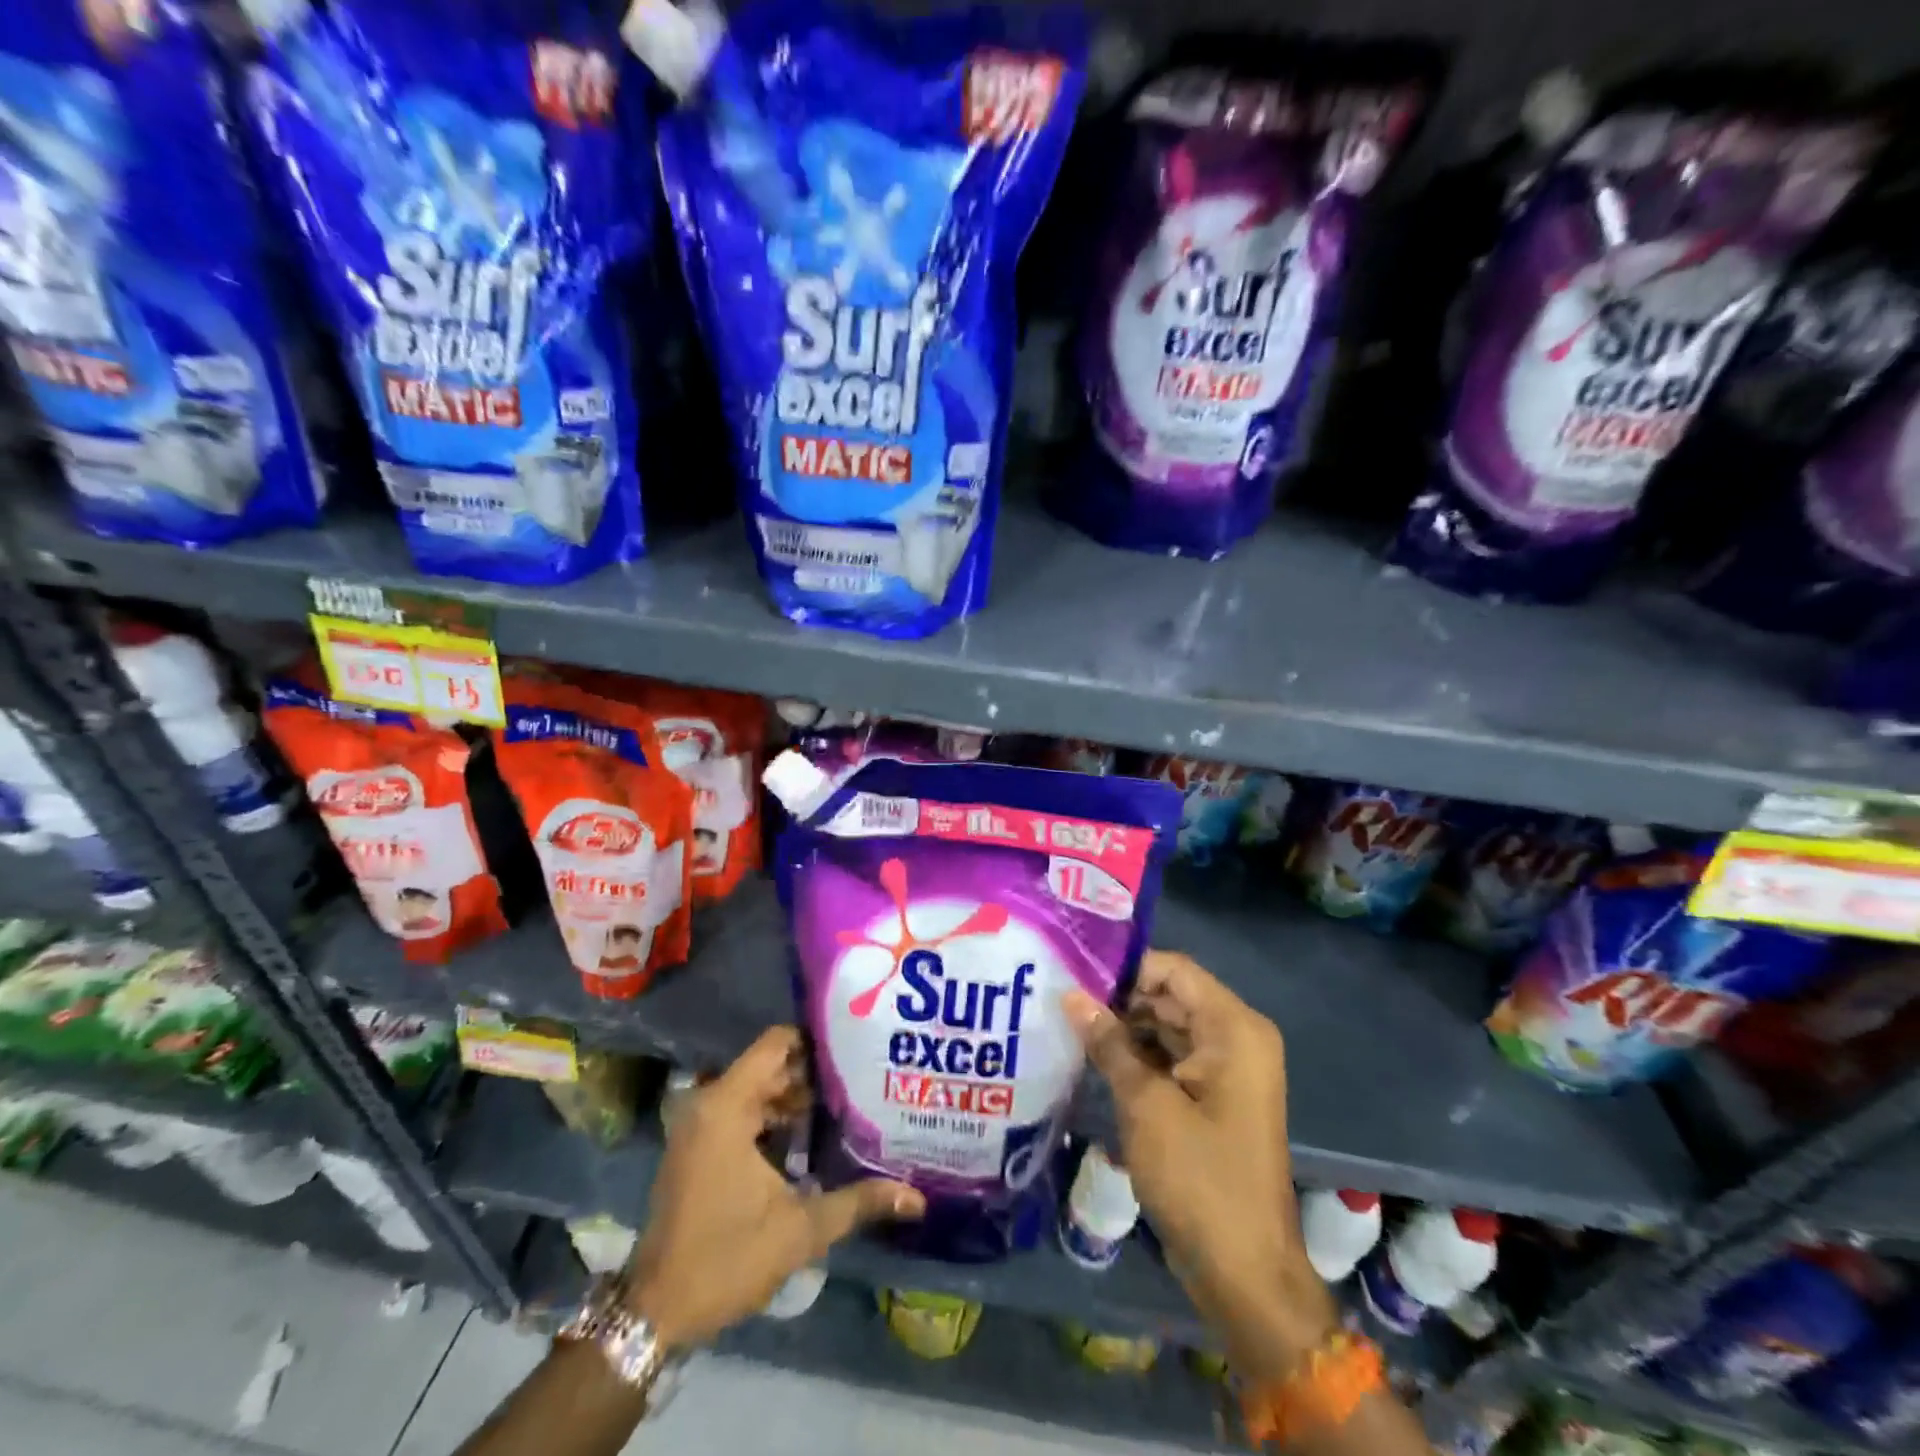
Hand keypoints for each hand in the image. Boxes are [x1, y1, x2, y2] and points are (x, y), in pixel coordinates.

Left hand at [624, 1027, 924, 1346]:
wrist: (656, 1313)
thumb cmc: (725, 1259)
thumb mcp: (799, 1230)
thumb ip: (858, 1202)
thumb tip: (917, 1198)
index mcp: (727, 1105)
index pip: (776, 1042)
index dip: (816, 1041)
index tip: (855, 1049)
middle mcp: (708, 1103)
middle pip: (770, 1066)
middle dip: (813, 1073)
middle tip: (862, 1078)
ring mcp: (698, 1125)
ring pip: (757, 1090)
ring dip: (794, 1098)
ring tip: (845, 1105)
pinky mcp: (697, 1147)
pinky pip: (741, 1112)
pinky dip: (772, 1117)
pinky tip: (809, 1137)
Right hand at [1064, 951, 1336, 1377]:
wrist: (1244, 1272)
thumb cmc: (1199, 1178)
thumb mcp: (1146, 1105)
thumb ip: (1109, 1043)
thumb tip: (1070, 995)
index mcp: (1233, 1029)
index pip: (1174, 970)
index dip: (1126, 967)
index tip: (1074, 969)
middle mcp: (1236, 1039)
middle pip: (1171, 997)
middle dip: (1119, 997)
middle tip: (1061, 994)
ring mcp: (1226, 1070)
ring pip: (1168, 1028)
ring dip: (1125, 1027)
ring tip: (1068, 1021)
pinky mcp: (1213, 1098)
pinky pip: (1172, 1059)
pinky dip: (1138, 1056)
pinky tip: (1094, 1056)